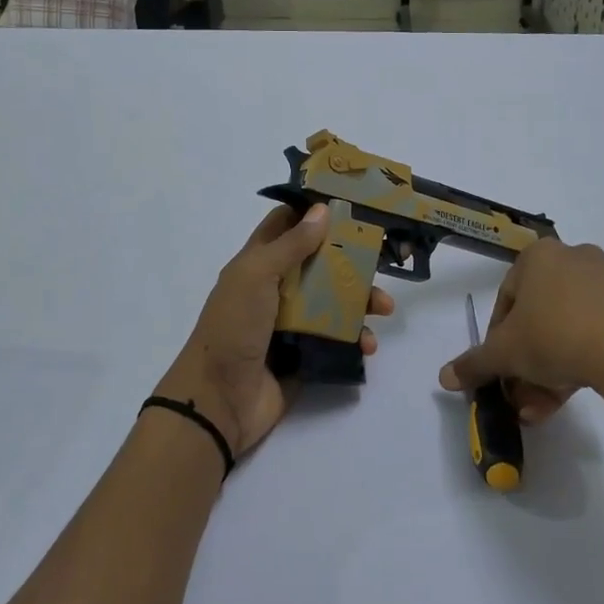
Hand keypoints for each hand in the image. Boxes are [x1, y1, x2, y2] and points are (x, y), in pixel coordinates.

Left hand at [158, 206, 393, 457]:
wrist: (220, 399)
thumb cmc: (233, 327)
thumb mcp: (256, 275)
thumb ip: (291, 245)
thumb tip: (323, 210)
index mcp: (258, 264)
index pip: (287, 226)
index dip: (313, 213)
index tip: (351, 204)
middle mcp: (277, 290)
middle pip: (320, 264)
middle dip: (352, 261)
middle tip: (382, 260)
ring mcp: (292, 324)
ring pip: (335, 302)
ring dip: (361, 302)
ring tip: (384, 308)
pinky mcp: (307, 355)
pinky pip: (338, 340)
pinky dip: (356, 339)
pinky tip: (367, 345)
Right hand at [437, 238, 603, 422]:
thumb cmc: (553, 335)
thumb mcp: (504, 353)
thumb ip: (474, 363)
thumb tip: (444, 377)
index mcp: (538, 256)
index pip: (505, 301)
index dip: (496, 341)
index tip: (499, 370)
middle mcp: (573, 259)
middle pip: (538, 318)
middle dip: (525, 362)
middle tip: (520, 395)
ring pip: (566, 330)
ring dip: (549, 370)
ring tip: (543, 409)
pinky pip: (596, 334)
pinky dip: (580, 362)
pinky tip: (572, 395)